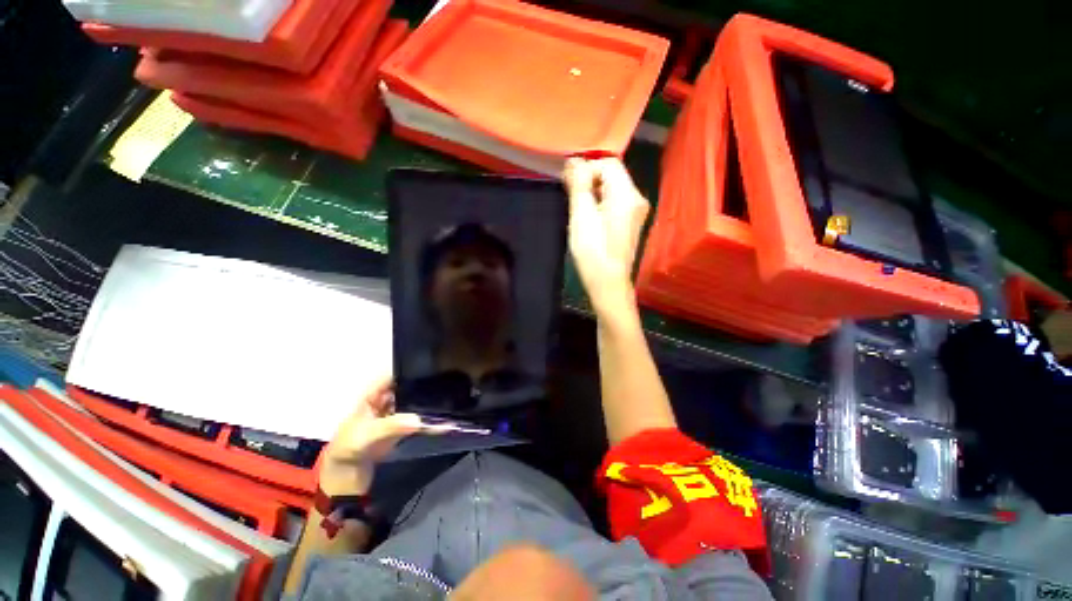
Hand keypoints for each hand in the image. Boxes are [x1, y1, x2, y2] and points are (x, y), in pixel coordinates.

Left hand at [318, 376, 438, 495]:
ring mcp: (393, 417)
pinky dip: (430, 423)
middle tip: (444, 381)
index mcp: (371, 397)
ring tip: (448, 397)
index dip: (405, 369)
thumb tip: (419, 419)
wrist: (345, 480)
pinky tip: (445, 423)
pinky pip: (418, 423)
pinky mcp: (401, 430)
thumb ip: (392, 426)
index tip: (427, 366)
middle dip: (421, 385)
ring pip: (413, 404)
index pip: (389, 377)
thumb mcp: (367, 435)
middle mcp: (384, 403)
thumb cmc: (348, 449)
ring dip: (427, 403)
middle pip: (405, 389)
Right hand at [562, 157, 649, 312]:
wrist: (609, 284)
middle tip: (570, 195)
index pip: (608, 163)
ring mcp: (635, 211)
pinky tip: (587, 216)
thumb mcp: (582, 216)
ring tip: (576, 207)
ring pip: (611, 188)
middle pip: (612, 174)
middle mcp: (637, 198)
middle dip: (589, 179)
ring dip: (592, 191)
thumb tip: (574, 161)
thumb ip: (579, 185)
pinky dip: (599, 202)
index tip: (569, 184)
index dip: (586, 168)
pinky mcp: (629, 222)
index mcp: (627, 194)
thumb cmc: (593, 252)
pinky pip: (614, 201)